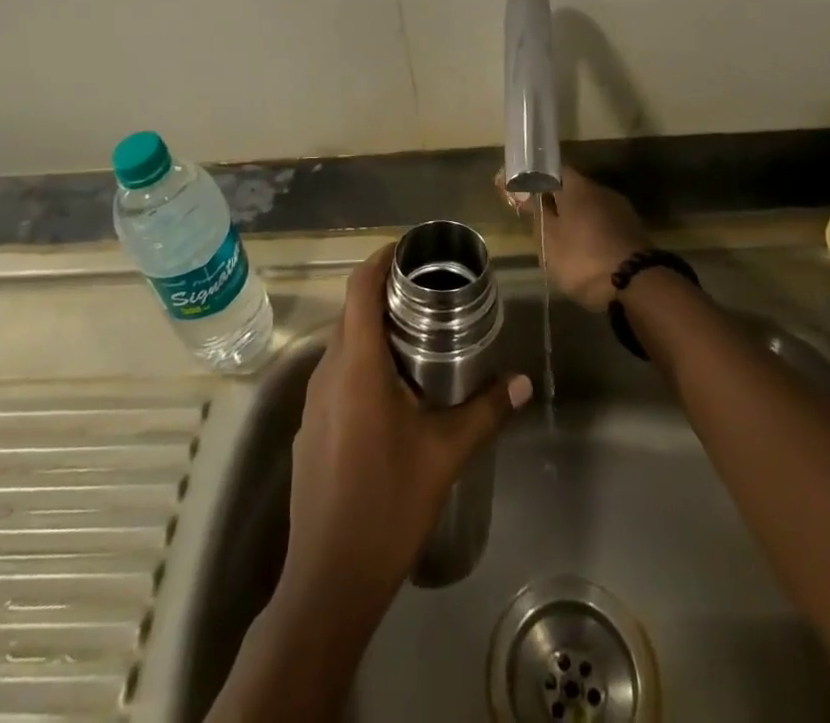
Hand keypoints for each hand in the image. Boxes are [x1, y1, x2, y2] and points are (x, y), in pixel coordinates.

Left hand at [280, 247, 531, 624]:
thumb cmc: (388, 506)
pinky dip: (361, 363)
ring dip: (373, 331)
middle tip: (428, 292)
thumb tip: (521, 381)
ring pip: (343, 345)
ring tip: (417, 335)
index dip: (379, 259)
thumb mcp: (444, 455)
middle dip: (384, 294)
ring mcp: (311, 402)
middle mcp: (327, 373)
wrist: (328, 580)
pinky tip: (392, 391)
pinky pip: (336, 376)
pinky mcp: (309, 428)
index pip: (359, 289)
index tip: (408, 248)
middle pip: (351, 313)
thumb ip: (485, 412)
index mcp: (357, 366)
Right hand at [497, 166, 648, 311]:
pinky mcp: (633, 232)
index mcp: (578, 187)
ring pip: (589, 208)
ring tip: (559, 241)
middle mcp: (601, 191)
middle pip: (572, 189)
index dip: (533, 179)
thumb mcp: (548, 239)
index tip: (517, 192)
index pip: (551, 170)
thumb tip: (527, 194)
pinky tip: (583, 251)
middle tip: (537, 221)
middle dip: (554, 202)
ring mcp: (621, 211)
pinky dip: (590, 233)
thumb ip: (537, 213)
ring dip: (573, 219)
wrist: (638, 285)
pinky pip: (603, 224)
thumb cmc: (583, 258)